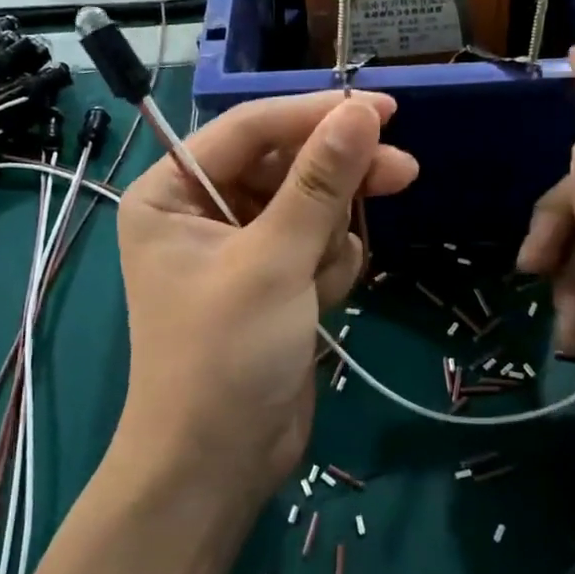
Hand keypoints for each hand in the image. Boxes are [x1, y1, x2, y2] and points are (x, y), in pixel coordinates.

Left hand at [115, 93, 418, 512]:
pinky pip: (316, 246)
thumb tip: (362, 112)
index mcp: (172, 193)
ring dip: (331, 236)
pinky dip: (329, 268)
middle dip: (337, 179)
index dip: (316, 115)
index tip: (384, 109)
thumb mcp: (273, 262)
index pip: (251, 130)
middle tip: (402, 172)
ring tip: (324, 280)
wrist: (220, 464)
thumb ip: (319, 183)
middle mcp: (201, 212)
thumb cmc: (226, 356)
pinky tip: (323, 301)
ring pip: (310, 207)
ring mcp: (241, 249)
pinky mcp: (274, 281)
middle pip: (286, 166)